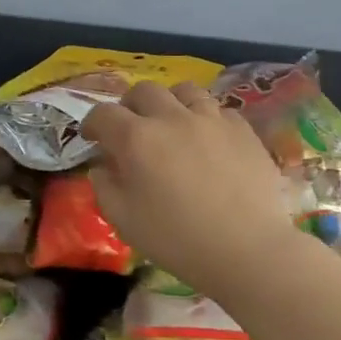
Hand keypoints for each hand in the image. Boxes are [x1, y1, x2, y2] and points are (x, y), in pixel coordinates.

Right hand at [80, 81, 299, 292]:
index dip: (93, 123)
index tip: (93, 138)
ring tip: (172, 124)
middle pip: (144, 91)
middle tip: (131, 128)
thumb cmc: (177, 239)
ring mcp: (211, 119)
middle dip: (130, 106)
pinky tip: (208, 139)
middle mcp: (172, 117)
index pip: (103, 114)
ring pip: (185, 90)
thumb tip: (103, 168)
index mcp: (137, 138)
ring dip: (170, 103)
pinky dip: (206, 118)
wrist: (247, 249)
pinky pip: (219, 109)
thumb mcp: (124, 221)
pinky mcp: (243, 129)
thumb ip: (105, 188)